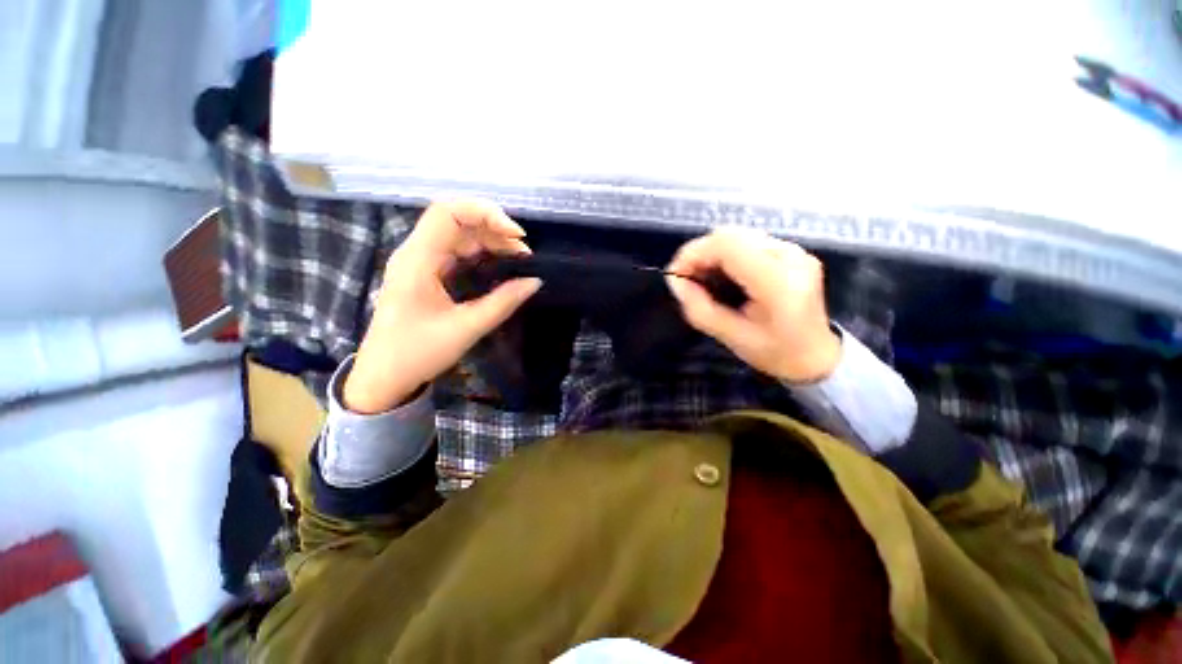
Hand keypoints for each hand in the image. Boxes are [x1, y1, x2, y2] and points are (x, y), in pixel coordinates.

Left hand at [343, 201, 540, 413]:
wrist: (383, 376)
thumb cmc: (417, 353)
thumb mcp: (465, 328)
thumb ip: (502, 303)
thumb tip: (534, 281)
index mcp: (417, 259)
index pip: (448, 213)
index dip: (485, 214)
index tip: (517, 235)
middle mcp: (417, 253)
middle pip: (458, 222)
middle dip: (495, 230)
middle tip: (525, 254)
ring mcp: (422, 263)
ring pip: (460, 236)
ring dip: (492, 242)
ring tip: (520, 260)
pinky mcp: (428, 274)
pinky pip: (458, 253)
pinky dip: (483, 255)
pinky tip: (502, 266)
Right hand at [666, 227, 840, 383]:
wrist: (817, 357)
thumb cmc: (775, 353)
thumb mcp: (730, 337)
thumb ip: (699, 308)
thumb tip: (675, 281)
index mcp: (777, 281)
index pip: (727, 245)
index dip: (693, 254)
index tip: (676, 276)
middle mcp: (790, 256)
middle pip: (731, 235)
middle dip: (700, 254)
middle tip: (688, 280)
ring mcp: (794, 251)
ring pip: (738, 236)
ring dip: (712, 253)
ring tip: (703, 279)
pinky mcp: (792, 252)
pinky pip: (748, 242)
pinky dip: (726, 255)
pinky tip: (723, 275)